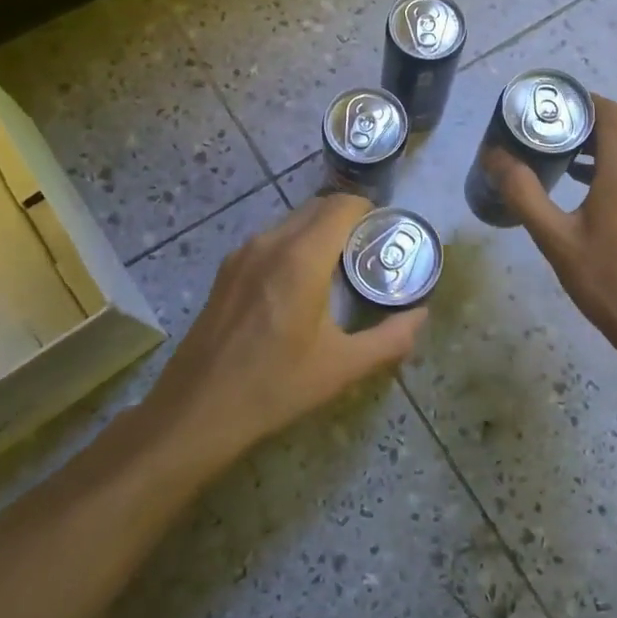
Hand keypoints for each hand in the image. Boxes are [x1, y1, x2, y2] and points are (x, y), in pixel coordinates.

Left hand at [143, 195, 425, 475]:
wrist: (196, 411)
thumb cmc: (274, 387)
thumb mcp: (341, 367)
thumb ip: (390, 338)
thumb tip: (421, 316)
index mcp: (301, 258)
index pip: (342, 206)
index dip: (369, 211)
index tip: (386, 233)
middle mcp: (270, 243)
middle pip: (317, 208)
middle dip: (348, 219)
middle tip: (369, 250)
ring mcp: (243, 254)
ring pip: (292, 221)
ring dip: (319, 231)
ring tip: (338, 268)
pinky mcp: (227, 270)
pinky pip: (271, 239)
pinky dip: (294, 245)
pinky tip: (300, 284)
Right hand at [494, 96, 616, 369]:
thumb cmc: (609, 281)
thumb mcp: (556, 239)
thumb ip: (524, 193)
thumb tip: (494, 156)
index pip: (609, 111)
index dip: (580, 102)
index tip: (548, 109)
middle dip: (581, 128)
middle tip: (544, 139)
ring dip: (597, 152)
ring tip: (560, 166)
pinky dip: (614, 172)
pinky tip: (589, 197)